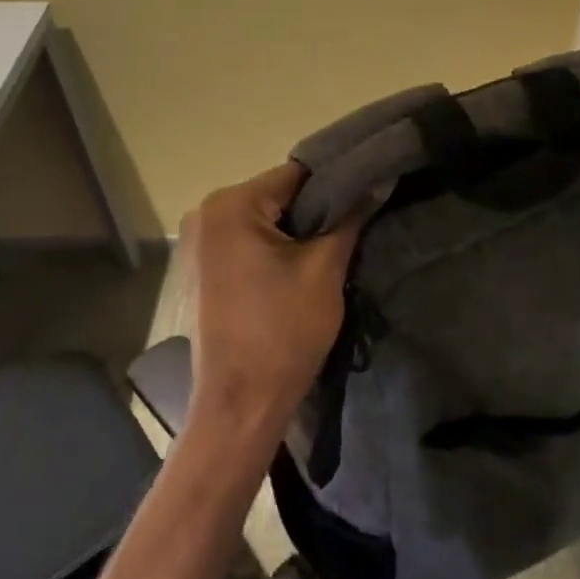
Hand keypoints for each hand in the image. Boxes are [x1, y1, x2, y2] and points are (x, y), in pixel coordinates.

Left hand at [182, 163, 364, 444]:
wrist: (240, 404)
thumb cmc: (283, 331)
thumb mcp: (325, 268)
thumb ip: (351, 217)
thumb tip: (380, 180)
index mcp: (231, 205)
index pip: (296, 174)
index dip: (338, 181)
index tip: (371, 188)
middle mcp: (206, 214)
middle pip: (278, 195)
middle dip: (318, 207)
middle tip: (359, 220)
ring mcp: (199, 243)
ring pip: (265, 220)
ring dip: (299, 229)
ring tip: (338, 242)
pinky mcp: (203, 270)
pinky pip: (248, 242)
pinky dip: (277, 247)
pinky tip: (303, 265)